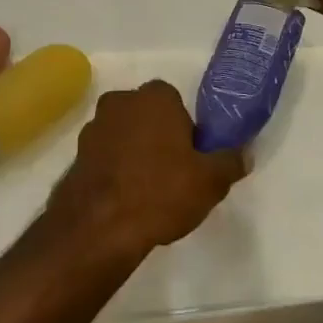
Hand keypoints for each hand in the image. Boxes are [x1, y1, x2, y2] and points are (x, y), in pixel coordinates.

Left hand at [48, 81, 246, 258]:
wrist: (99, 225)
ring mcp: (95, 125)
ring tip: (147, 192)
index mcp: (156, 97)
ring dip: (134, 152)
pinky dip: (114, 169)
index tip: (191, 158)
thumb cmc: (161, 191)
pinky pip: (105, 155)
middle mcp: (122, 101)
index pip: (176, 103)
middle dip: (158, 137)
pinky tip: (124, 199)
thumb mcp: (210, 181)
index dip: (186, 130)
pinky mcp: (77, 153)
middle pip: (148, 115)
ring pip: (124, 134)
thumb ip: (230, 162)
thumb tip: (244, 153)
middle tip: (172, 174)